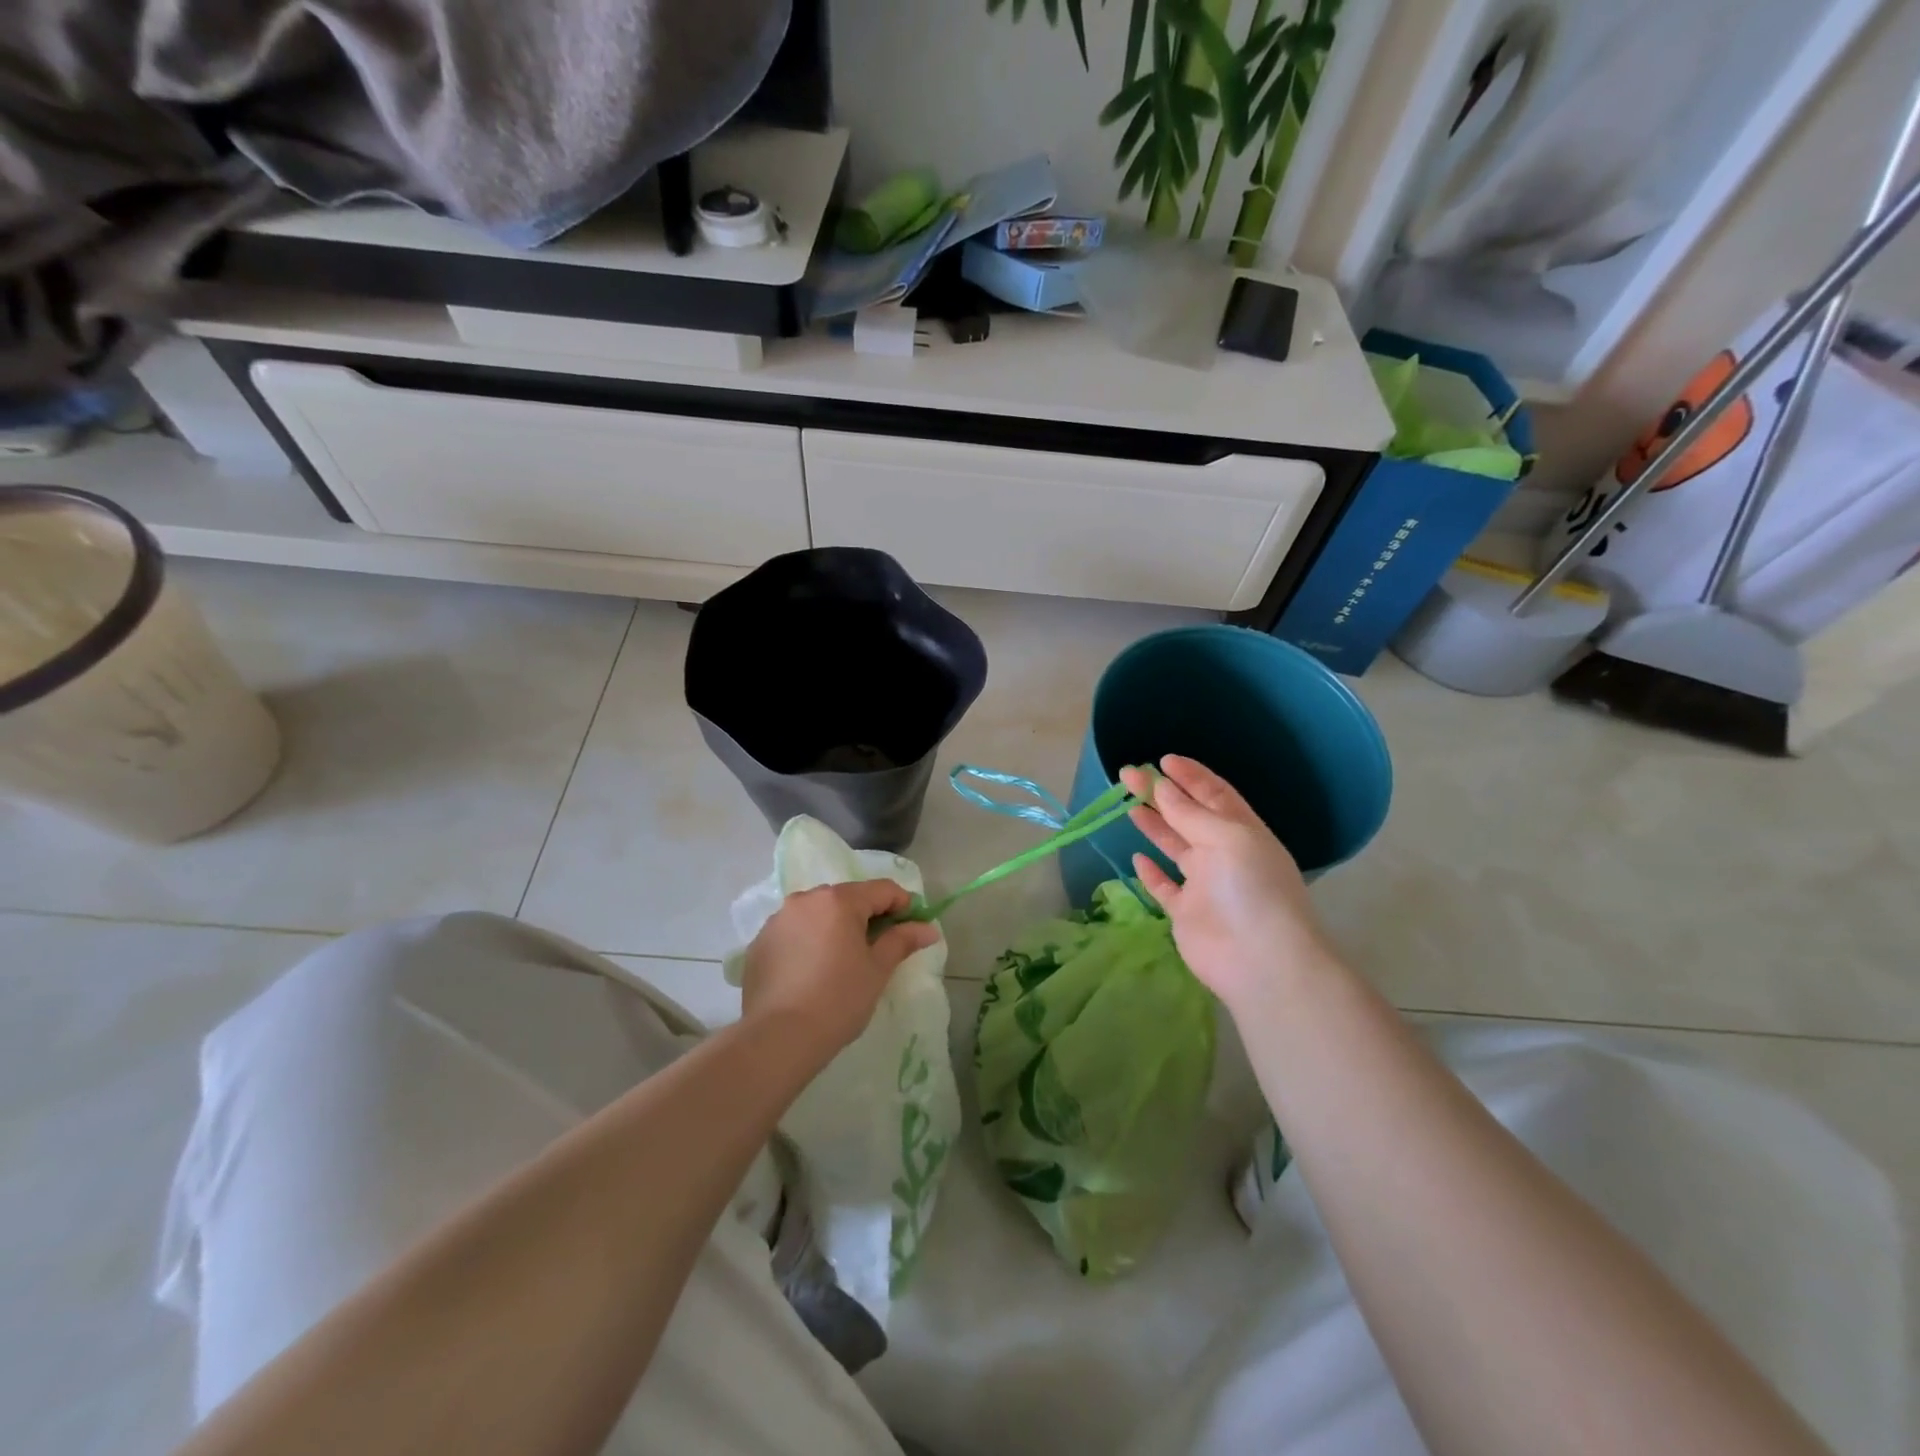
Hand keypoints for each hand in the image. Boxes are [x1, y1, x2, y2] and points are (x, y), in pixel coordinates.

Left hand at [739, 881, 938, 1057]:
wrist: (779, 1038)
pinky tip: (813, 970)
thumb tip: (928, 929)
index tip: (914, 926)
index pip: (882, 889)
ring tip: (844, 959)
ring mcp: (778, 919)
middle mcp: (806, 899)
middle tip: (881, 946)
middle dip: (868, 915)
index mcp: (839, 900)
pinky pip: (795, 931)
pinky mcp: (760, 942)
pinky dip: (809, 941)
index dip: (903, 904)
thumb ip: (902, 941)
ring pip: (818, 913)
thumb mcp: (878, 970)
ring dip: (836, 927)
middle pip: (847, 898)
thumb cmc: (839, 1000)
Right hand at [1121, 756, 1340, 1019]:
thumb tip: (1161, 786)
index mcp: (1242, 831)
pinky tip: (1138, 858)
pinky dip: (1151, 873)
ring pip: (1175, 847)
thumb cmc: (1251, 888)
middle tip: (1128, 775)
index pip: (1214, 794)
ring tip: (1129, 805)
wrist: (1261, 961)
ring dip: (1154, 826)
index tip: (1161, 760)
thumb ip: (1189, 813)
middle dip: (1161, 794)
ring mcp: (1204, 884)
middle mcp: (1224, 853)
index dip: (1190, 775)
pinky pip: (1165, 887)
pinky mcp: (1186, 913)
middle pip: (1188, 816)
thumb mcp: (1226, 838)